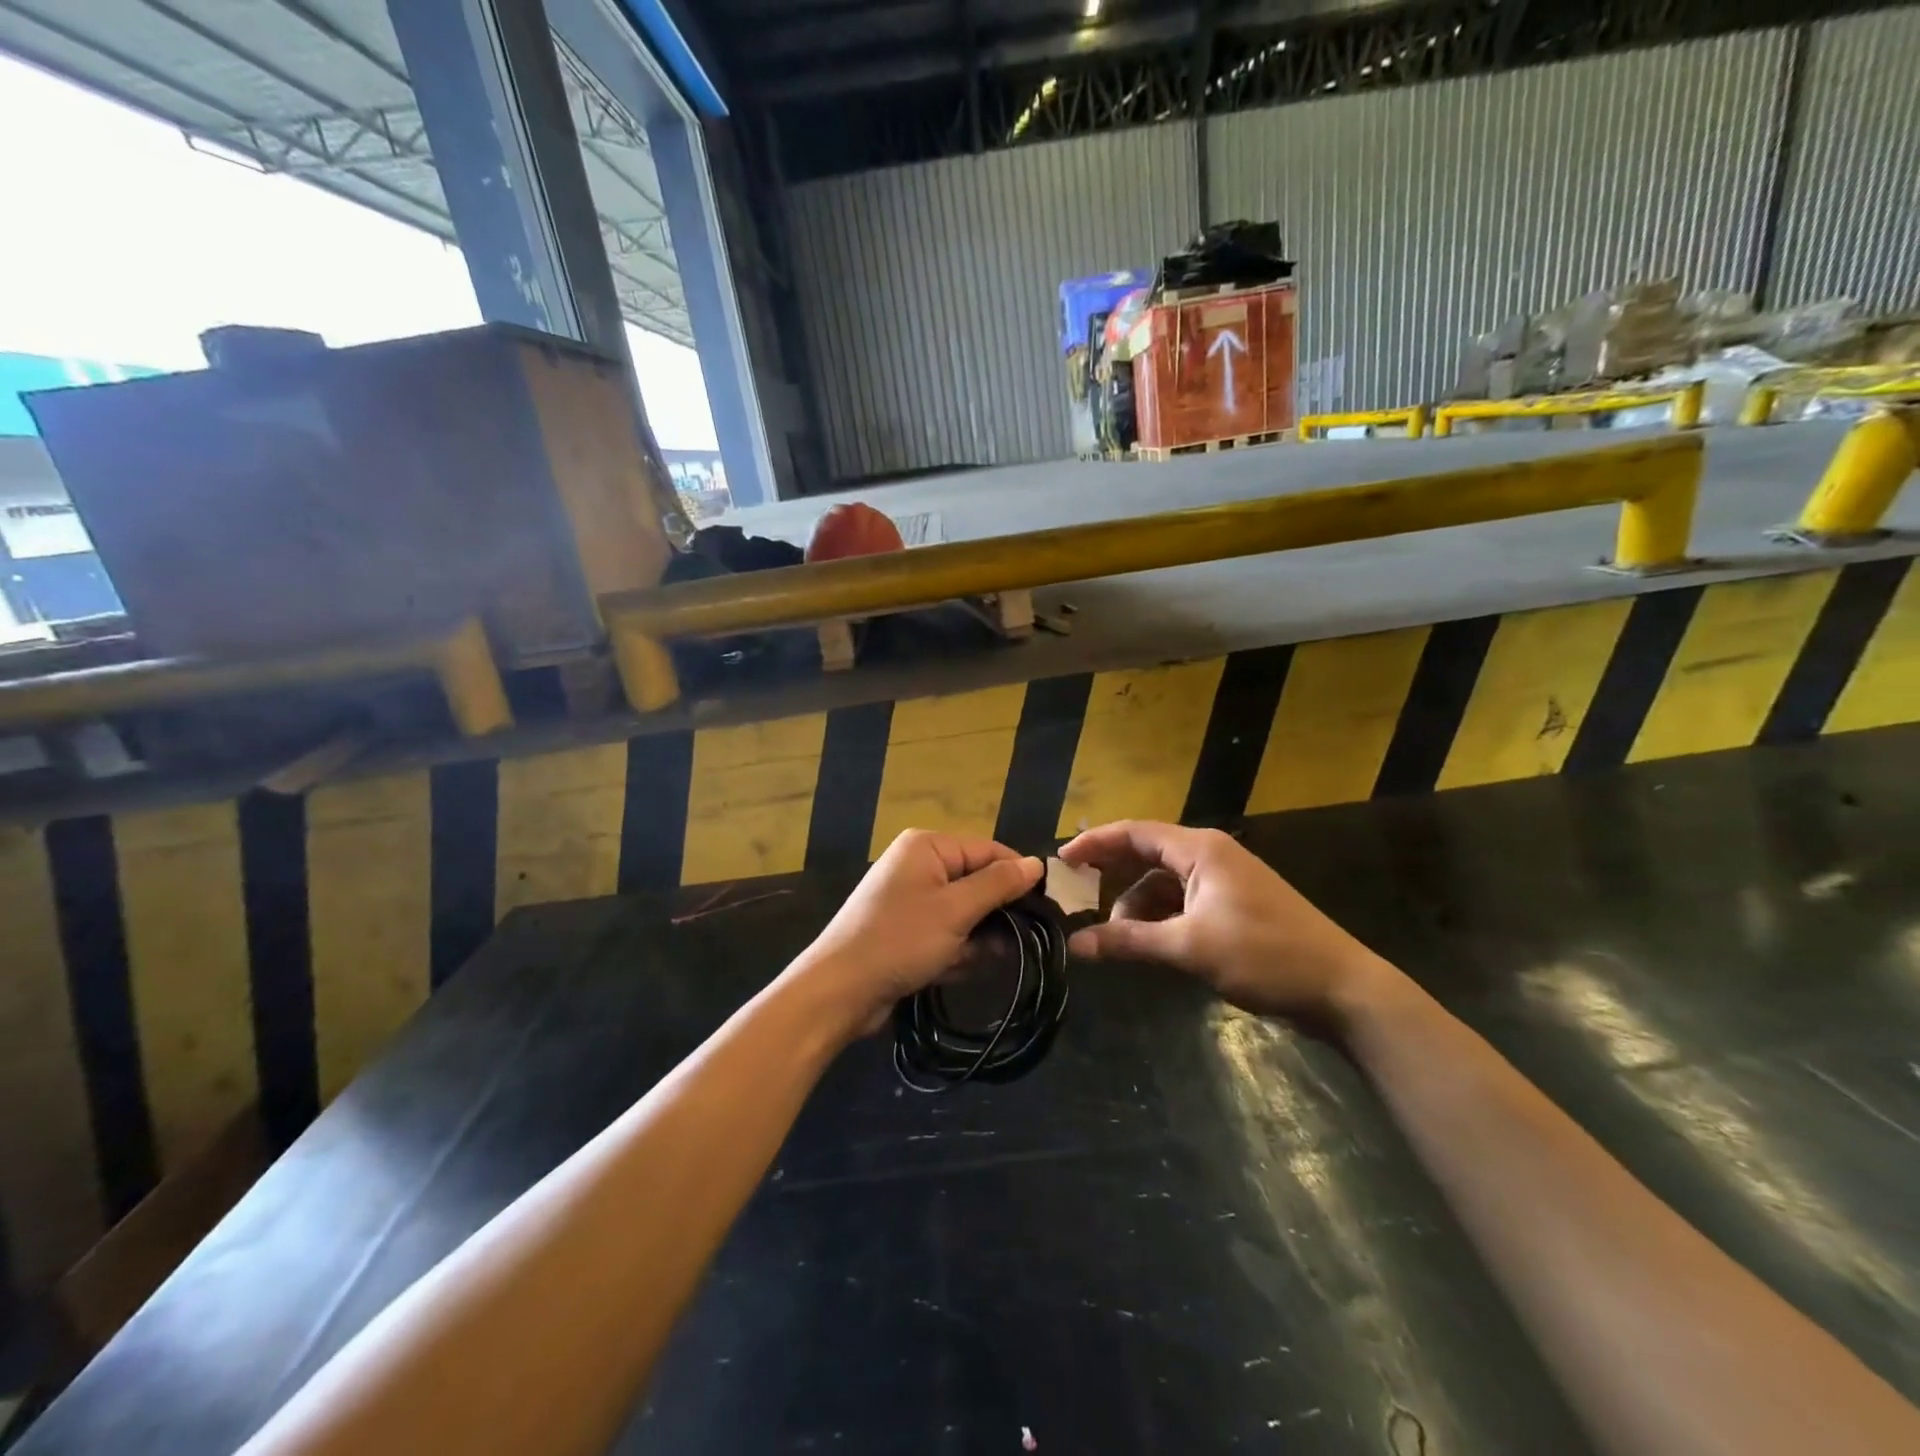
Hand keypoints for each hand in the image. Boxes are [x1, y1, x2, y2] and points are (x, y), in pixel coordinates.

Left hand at [788, 829, 1042, 1037]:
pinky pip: (946, 933)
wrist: (840, 991)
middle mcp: (919, 865)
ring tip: (973, 960)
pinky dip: (955, 951)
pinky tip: (952, 971)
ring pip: (965, 913)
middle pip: (977, 882)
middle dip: (995, 915)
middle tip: (1018, 942)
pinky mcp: (907, 931)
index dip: (1018, 876)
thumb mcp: (955, 910)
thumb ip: (998, 884)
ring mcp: (911, 899)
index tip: (1048, 907)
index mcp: (927, 846)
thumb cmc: (900, 940)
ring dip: (975, 939)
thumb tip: (1037, 863)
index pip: (988, 850)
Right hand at [1058, 820, 1388, 1021]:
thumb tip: (1076, 945)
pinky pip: (1182, 900)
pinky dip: (1159, 917)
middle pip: (1146, 853)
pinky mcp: (1233, 906)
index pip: (1135, 832)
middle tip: (1074, 895)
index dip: (1094, 842)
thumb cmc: (1264, 956)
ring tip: (1116, 938)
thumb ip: (1129, 941)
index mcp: (1200, 850)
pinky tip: (1147, 943)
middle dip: (1111, 873)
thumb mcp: (1189, 947)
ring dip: (1136, 905)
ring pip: (1163, 882)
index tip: (1060, 860)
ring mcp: (1224, 881)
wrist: (1341, 989)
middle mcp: (1210, 855)